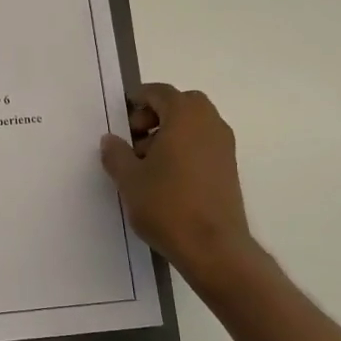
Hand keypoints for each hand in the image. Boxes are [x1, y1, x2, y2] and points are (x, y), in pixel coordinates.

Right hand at [101, 83, 254, 276]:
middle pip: (180, 105)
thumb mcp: (129, 179)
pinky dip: (184, 149)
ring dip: (169, 134)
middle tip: (134, 140)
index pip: (159, 92)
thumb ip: (116, 153)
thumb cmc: (167, 205)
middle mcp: (210, 123)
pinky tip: (166, 179)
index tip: (120, 121)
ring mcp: (224, 146)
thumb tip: (111, 139)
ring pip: (193, 125)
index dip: (137, 101)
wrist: (213, 247)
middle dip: (155, 116)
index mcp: (185, 115)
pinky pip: (203, 144)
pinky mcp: (229, 168)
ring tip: (146, 165)